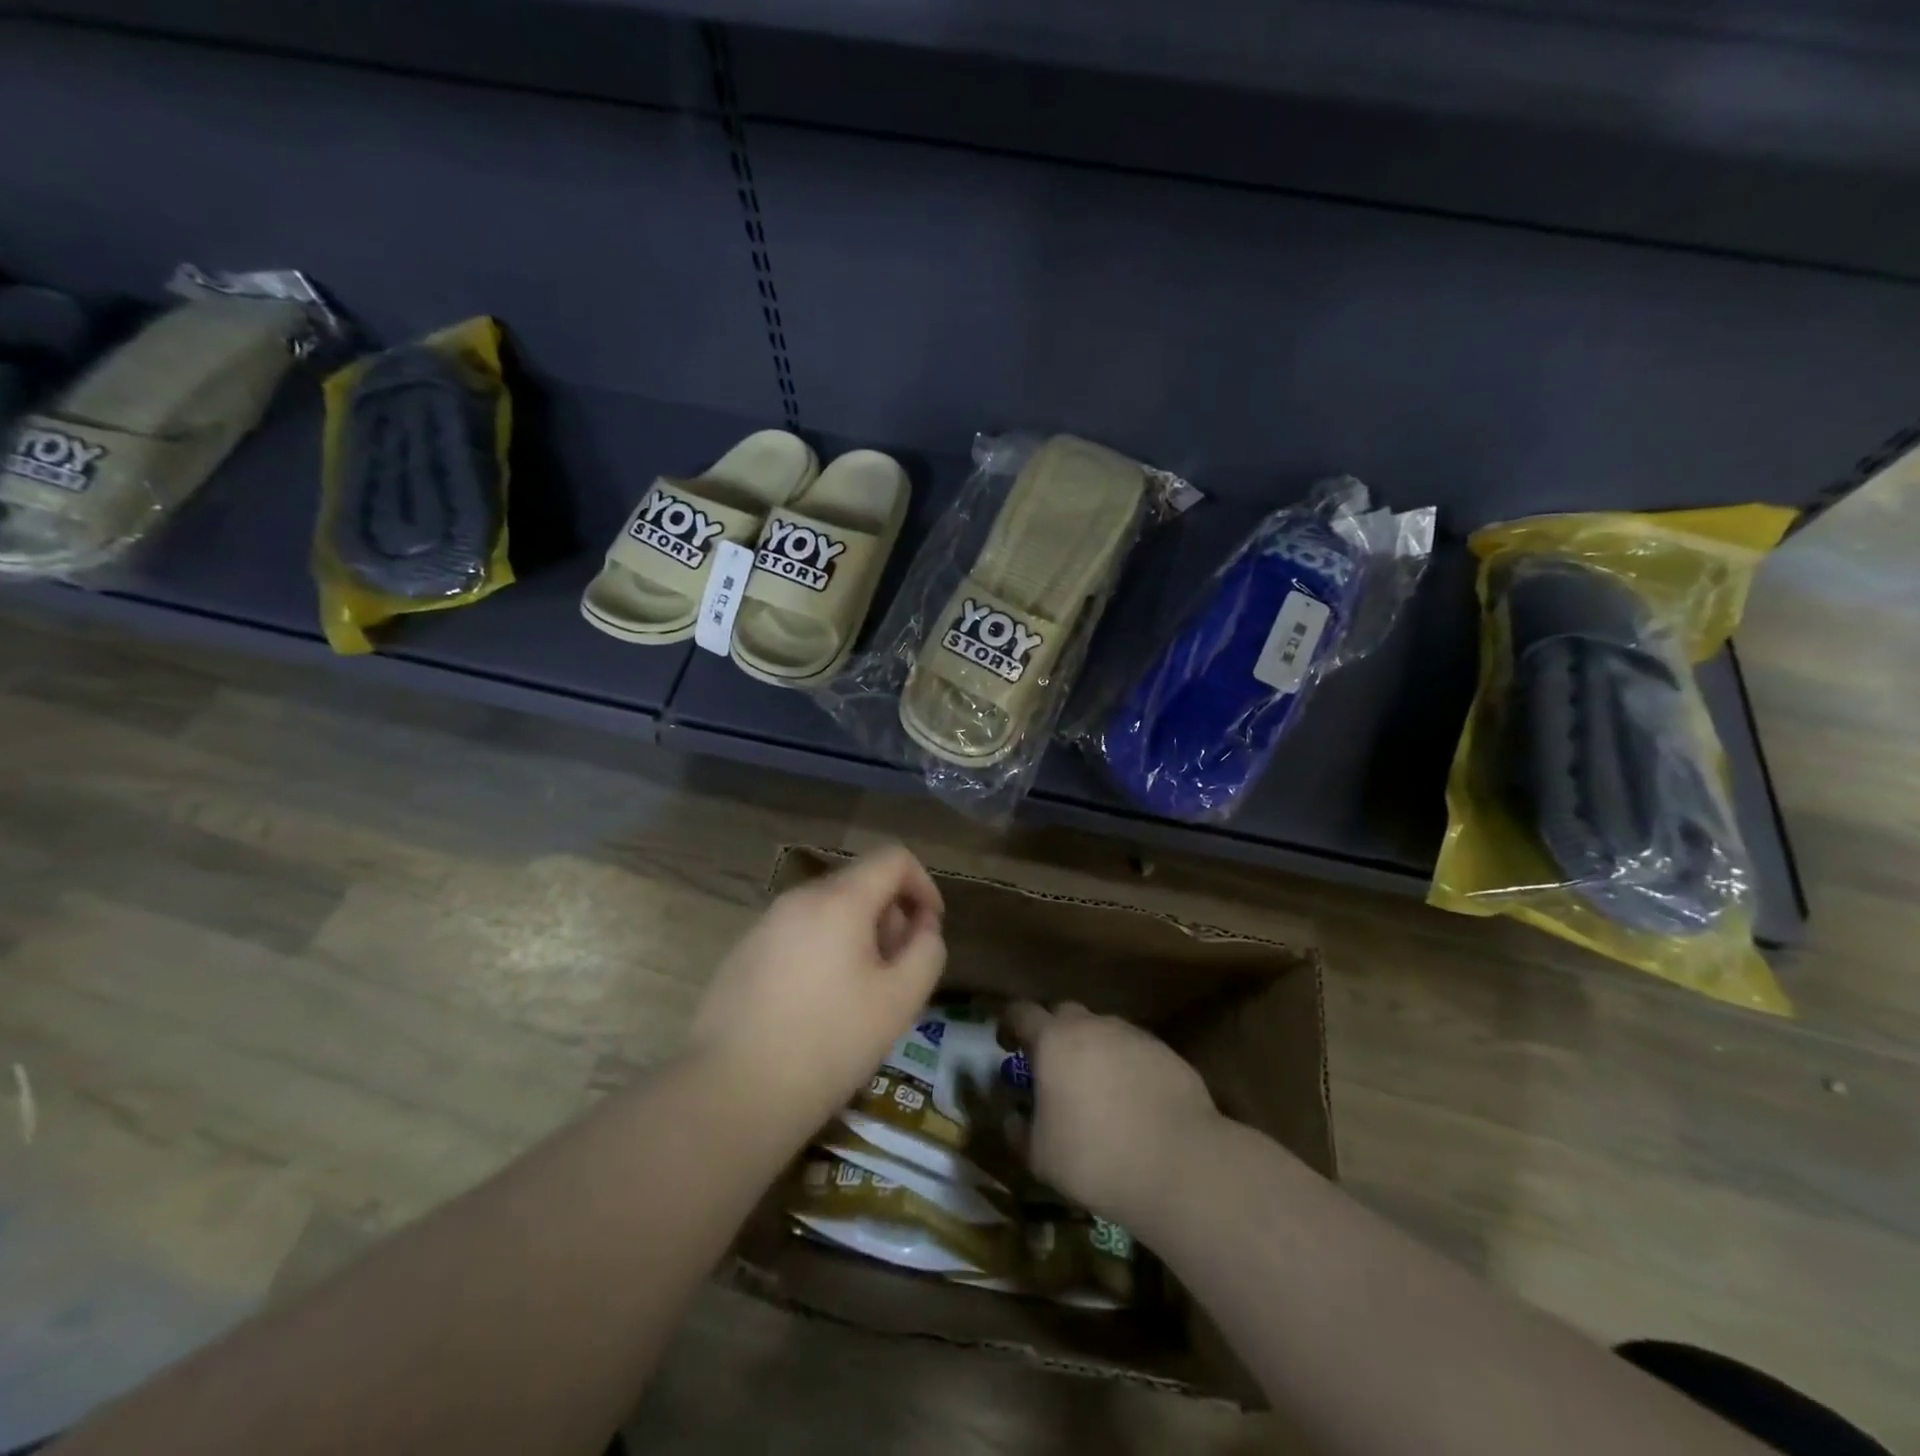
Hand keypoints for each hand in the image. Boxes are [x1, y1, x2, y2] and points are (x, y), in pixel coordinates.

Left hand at [688, 846, 945, 1138]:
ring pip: (828, 910)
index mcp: (839, 900)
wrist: (729, 1094)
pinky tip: (817, 1007)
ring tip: (859, 996)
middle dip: (890, 917)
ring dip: (857, 937)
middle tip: (896, 974)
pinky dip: (823, 951)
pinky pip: (799, 934)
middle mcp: (799, 898)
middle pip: (860, 883)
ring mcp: (765, 924)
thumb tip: (922, 926)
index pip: (893, 858)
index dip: (923, 885)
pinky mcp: (743, 953)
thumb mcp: (899, 1001)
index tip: (929, 930)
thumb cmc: (828, 1044)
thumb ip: (926, 951)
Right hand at [1005, 1001, 1220, 1231]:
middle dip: (1053, 1033)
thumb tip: (1013, 1117)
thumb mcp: (1041, 1157)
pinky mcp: (1164, 1051)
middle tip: (1052, 1068)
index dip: (1010, 1025)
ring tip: (1096, 1088)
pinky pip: (1133, 1049)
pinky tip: (1132, 1100)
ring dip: (1092, 1049)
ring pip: (1102, 1030)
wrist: (1180, 1164)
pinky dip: (1124, 1065)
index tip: (1007, 1045)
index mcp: (1053, 1040)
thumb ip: (1019, 1131)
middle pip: (1064, 1014)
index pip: (1021, 1012)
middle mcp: (1092, 1025)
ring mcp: (1132, 1035)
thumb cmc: (1095, 1158)